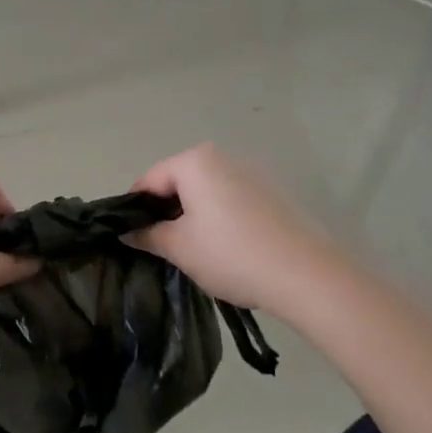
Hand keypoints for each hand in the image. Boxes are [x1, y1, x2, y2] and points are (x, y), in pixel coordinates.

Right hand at [130, 145, 322, 313]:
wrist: (305, 275)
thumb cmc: (231, 254)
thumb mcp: (179, 248)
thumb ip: (146, 235)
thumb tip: (126, 232)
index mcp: (195, 162)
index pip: (149, 180)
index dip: (134, 208)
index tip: (131, 236)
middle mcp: (224, 157)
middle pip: (179, 181)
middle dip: (165, 210)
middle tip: (160, 246)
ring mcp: (253, 173)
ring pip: (206, 191)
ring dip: (193, 214)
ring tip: (193, 249)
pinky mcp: (274, 193)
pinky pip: (231, 199)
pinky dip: (219, 217)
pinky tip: (225, 247)